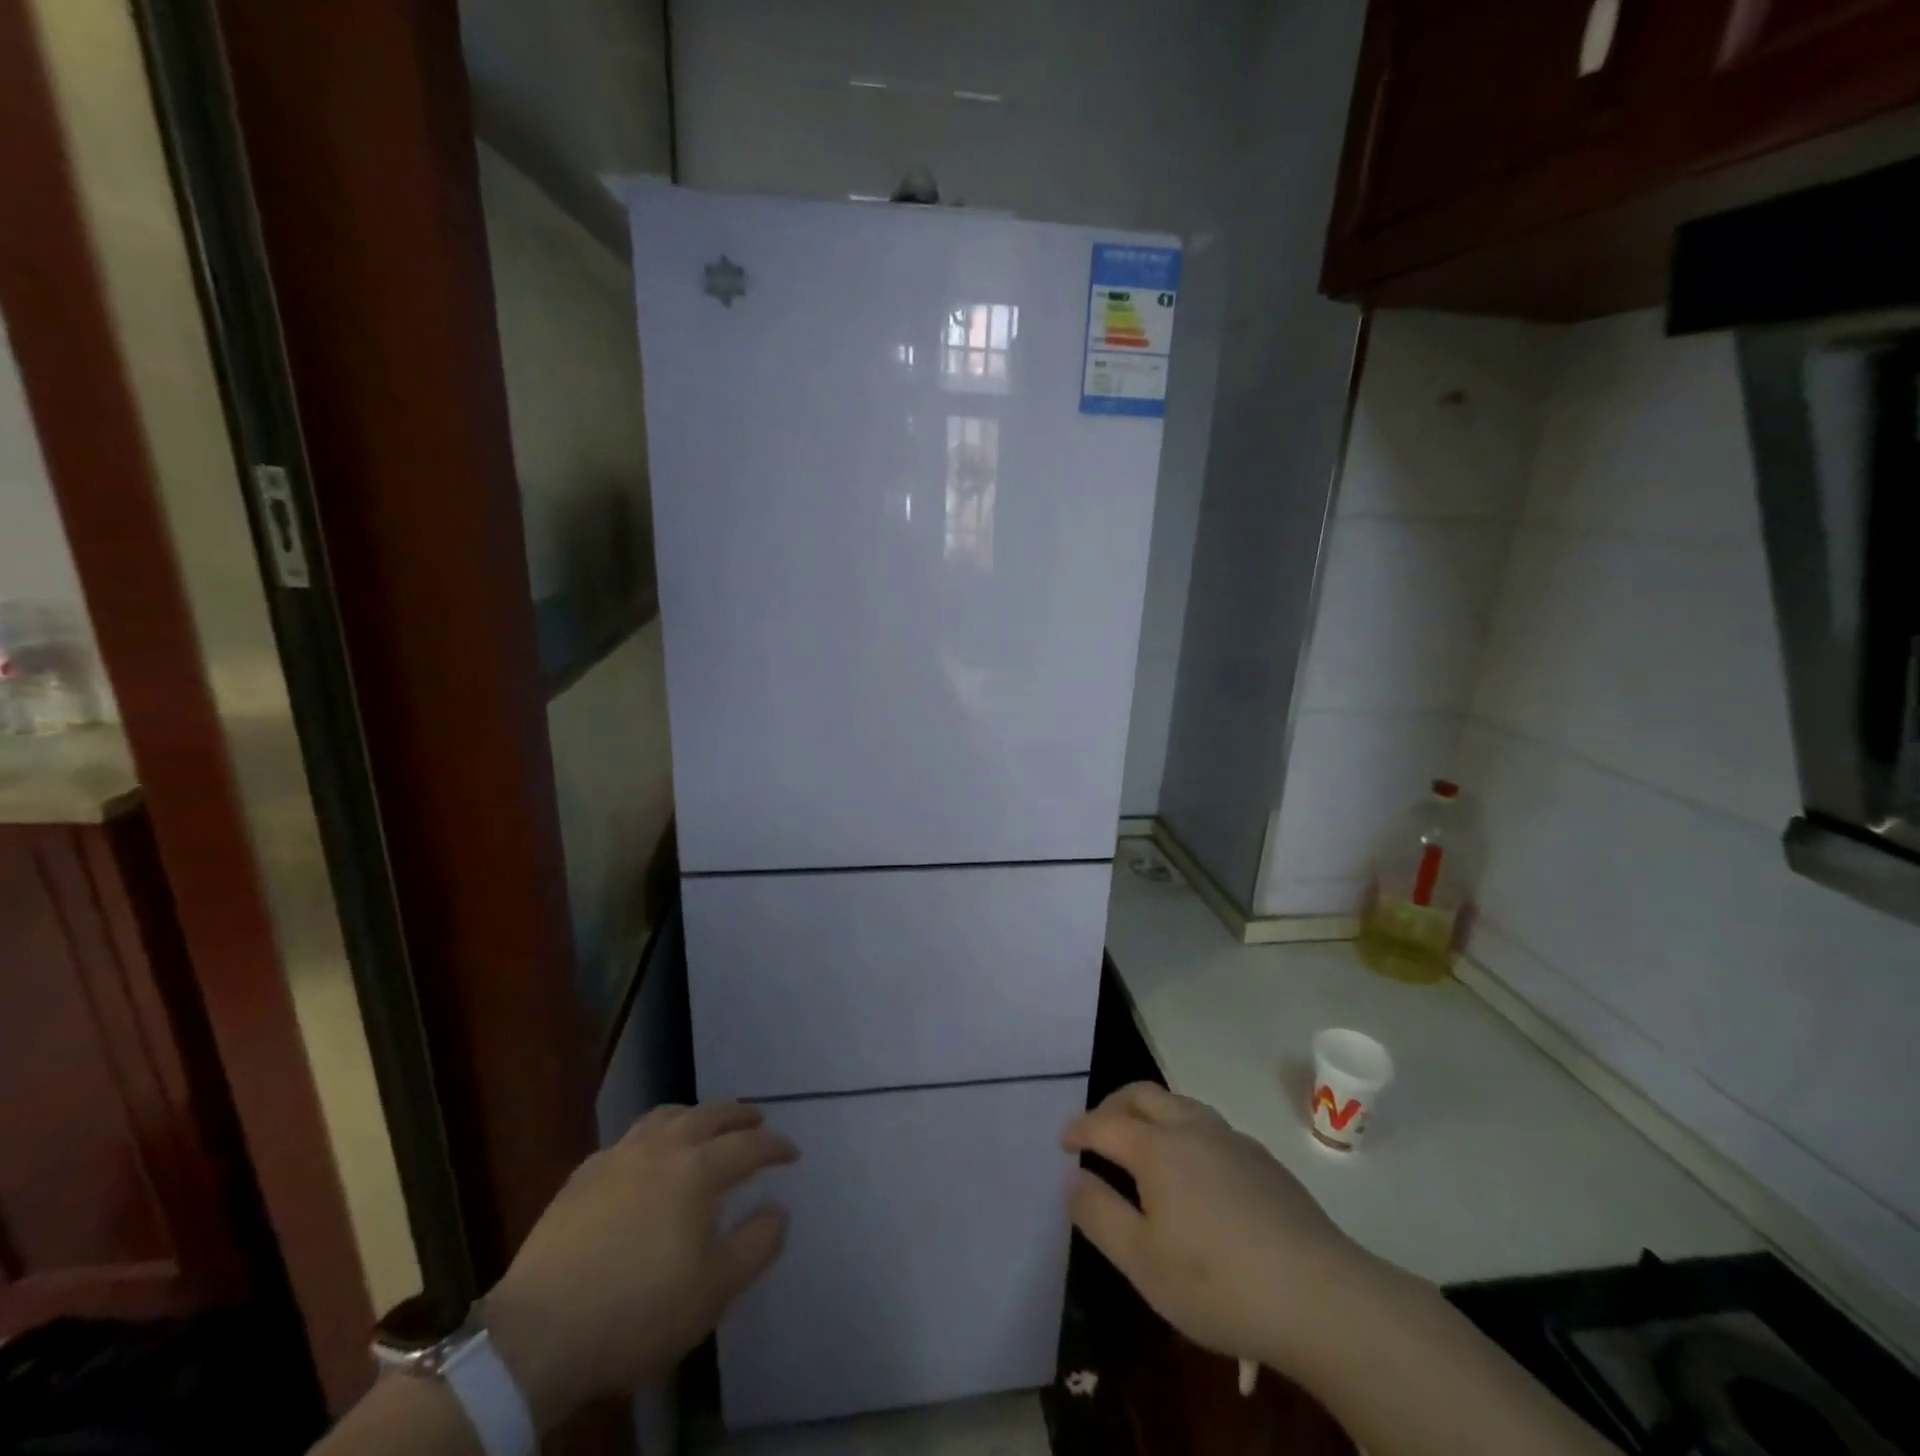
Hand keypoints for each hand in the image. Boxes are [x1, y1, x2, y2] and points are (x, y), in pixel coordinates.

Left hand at [481, 1101, 795, 1428]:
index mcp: (698, 1170)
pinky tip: (647, 1156)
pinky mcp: (582, 1175)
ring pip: (665, 1116)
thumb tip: (778, 1209)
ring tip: (705, 1124)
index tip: (792, 1153)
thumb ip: (756, 1244)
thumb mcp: (714, 1290)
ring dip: (694, 1114)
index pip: (748, 1146)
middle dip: (738, 1115)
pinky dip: (653, 1135)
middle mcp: (662, 1148)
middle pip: (709, 1115)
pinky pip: (629, 1138)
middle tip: (756, 1120)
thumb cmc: (638, 1312)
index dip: (775, 1148)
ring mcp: (618, 1156)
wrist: (538, 1335)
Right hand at [1061, 1083, 1364, 1373]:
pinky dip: (1184, 1131)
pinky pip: (1209, 1126)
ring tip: (1142, 1144)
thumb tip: (1073, 1177)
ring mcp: (1232, 1140)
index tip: (1062, 1141)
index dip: (1079, 1128)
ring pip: (1180, 1104)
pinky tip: (1194, 1172)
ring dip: (1151, 1113)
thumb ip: (1099, 1214)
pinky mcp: (1263, 1160)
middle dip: (1112, 1105)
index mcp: (1157, 1147)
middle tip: (1098, 1130)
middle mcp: (1192, 1128)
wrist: (1322, 1297)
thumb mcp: (1142, 1262)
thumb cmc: (1218, 1282)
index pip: (1105, 1123)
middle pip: (1143, 1094)